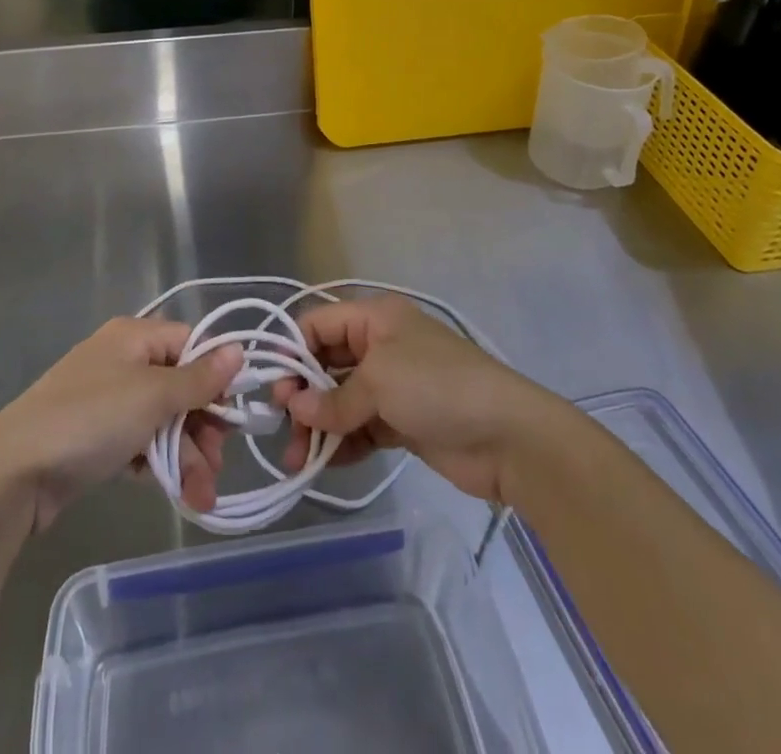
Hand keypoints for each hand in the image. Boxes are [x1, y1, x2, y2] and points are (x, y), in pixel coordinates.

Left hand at [0, 318, 242, 532]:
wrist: (13, 472)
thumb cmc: (91, 420)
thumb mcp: (153, 396)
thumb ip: (199, 378)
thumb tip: (239, 349)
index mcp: (134, 336)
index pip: (191, 344)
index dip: (215, 377)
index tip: (233, 416)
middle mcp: (122, 360)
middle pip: (179, 386)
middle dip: (202, 428)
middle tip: (216, 465)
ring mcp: (106, 400)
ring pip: (161, 420)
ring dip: (185, 455)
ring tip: (199, 497)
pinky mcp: (94, 437)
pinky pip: (139, 442)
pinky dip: (157, 464)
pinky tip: (171, 491)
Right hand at [272, 298, 547, 503]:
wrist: (507, 436)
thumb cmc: (438, 387)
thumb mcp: (379, 382)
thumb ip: (334, 399)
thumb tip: (296, 410)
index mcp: (375, 318)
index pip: (318, 324)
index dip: (292, 352)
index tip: (273, 389)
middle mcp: (380, 345)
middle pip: (326, 364)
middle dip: (303, 395)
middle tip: (284, 429)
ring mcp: (392, 384)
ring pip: (341, 399)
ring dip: (320, 426)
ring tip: (300, 459)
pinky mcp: (402, 421)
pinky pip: (361, 426)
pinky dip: (344, 442)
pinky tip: (329, 463)